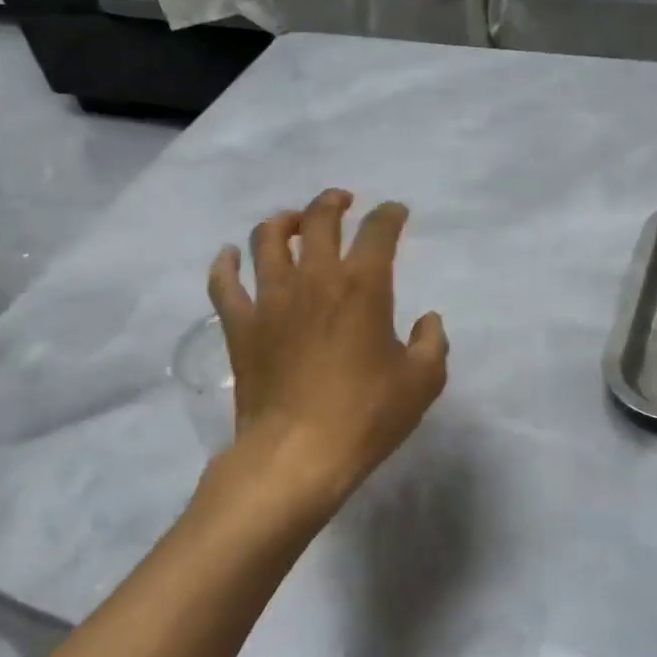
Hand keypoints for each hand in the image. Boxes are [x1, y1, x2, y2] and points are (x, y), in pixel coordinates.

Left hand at [201, 189, 447, 529]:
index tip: (396, 213)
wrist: (297, 454)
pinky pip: (224, 283)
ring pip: (267, 239)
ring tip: (291, 222)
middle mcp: (314, 278)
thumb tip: (429, 321)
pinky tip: (230, 257)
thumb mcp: (421, 383)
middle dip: (333, 202)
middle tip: (341, 202)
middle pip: (318, 219)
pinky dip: (226, 264)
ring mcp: (270, 299)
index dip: (390, 214)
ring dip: (282, 221)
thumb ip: (432, 344)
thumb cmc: (365, 417)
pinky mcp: (240, 326)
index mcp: (362, 286)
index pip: (378, 231)